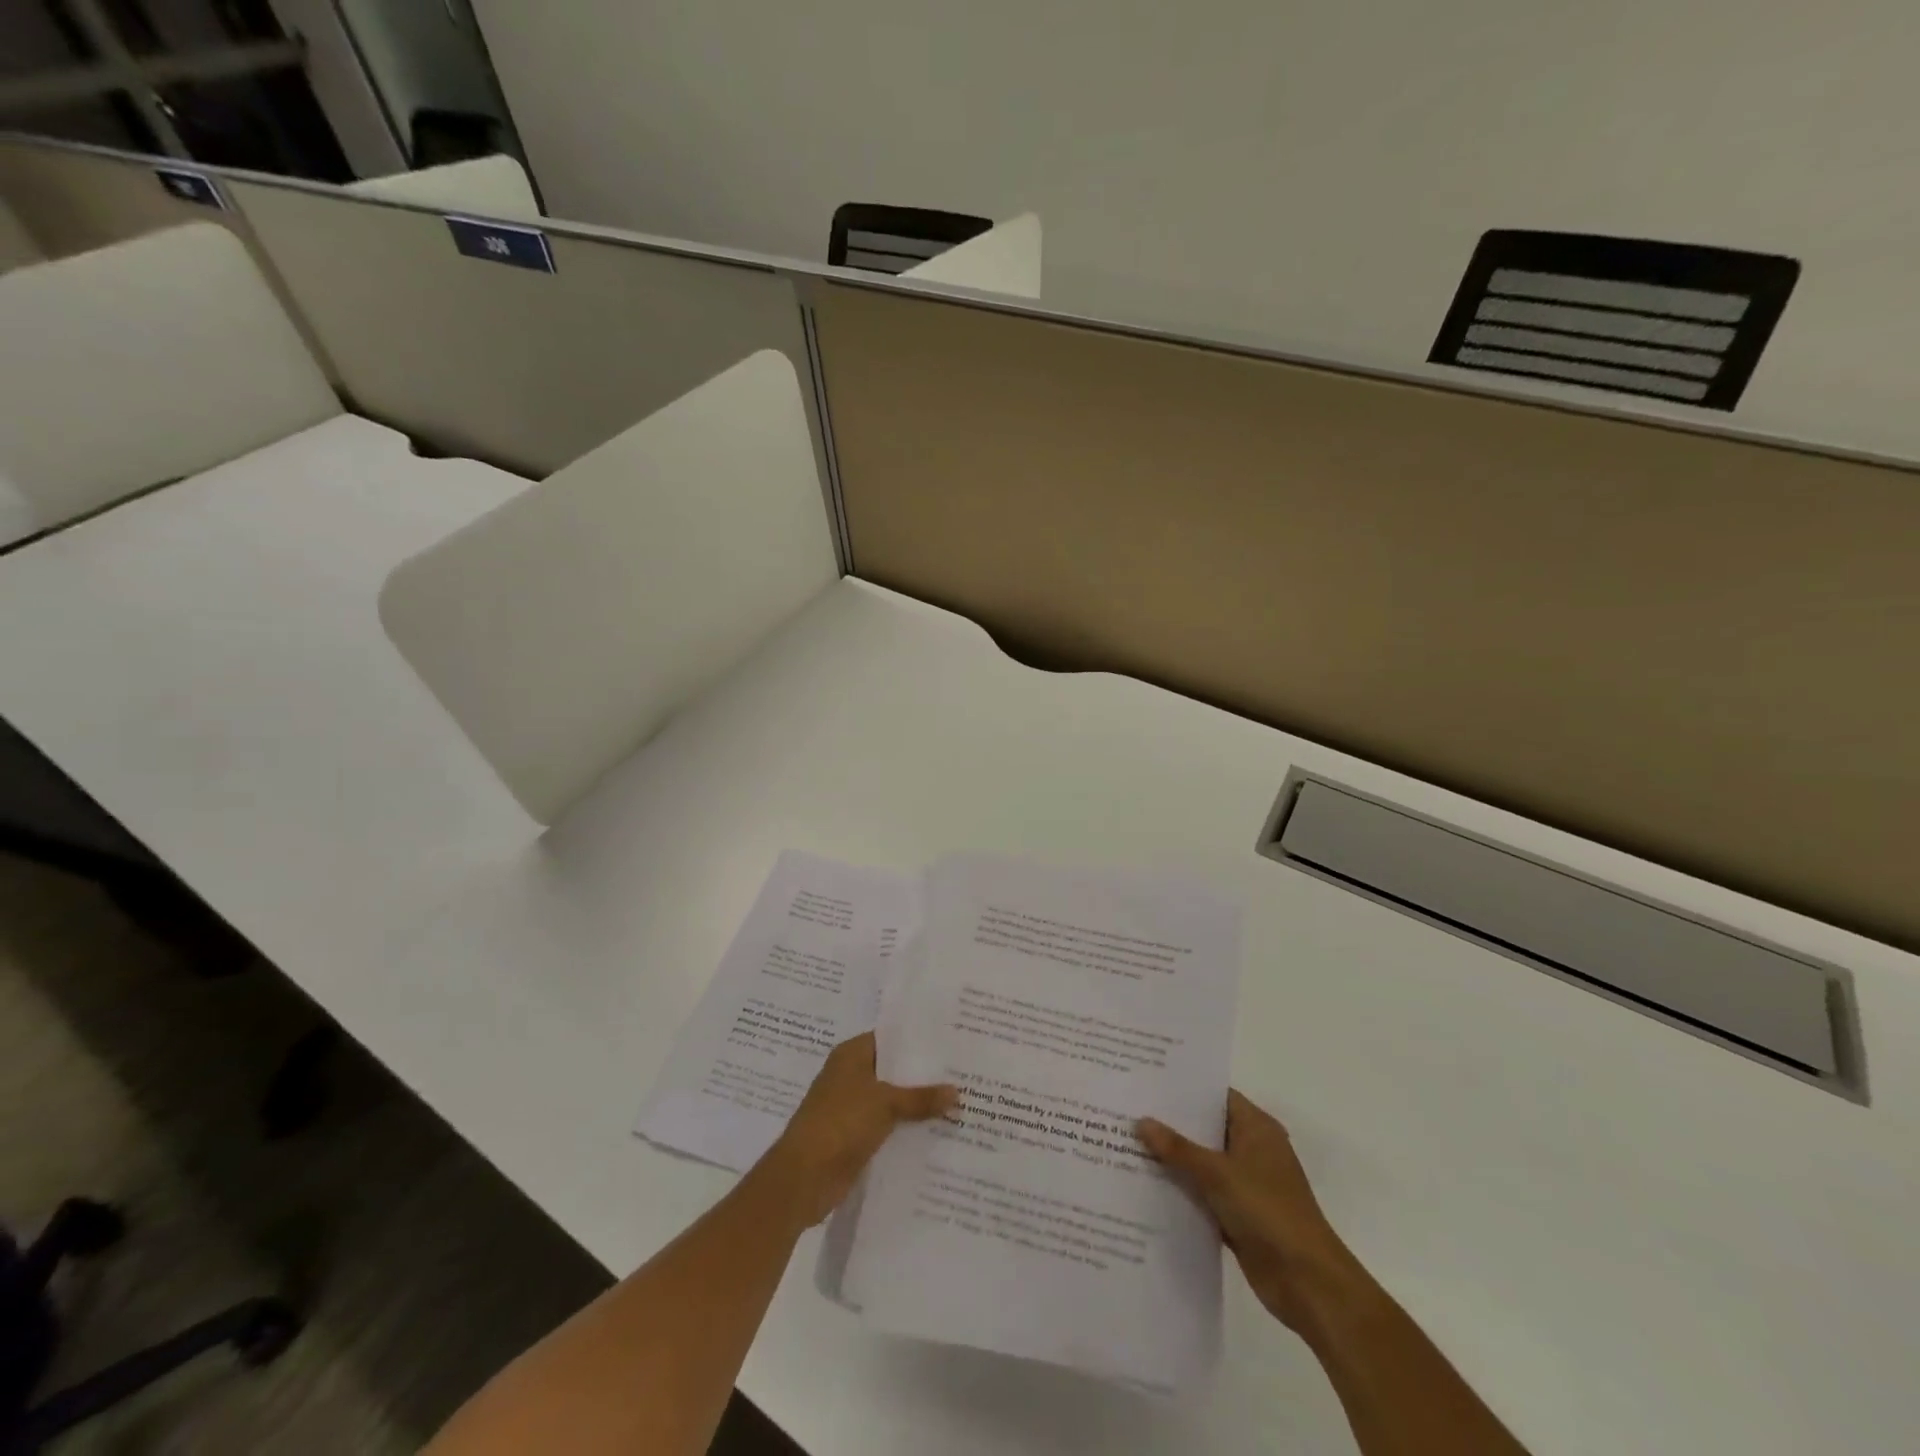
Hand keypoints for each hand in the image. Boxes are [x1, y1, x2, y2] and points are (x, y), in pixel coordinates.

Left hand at [757, 1032, 957, 1227]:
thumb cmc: (840, 1123)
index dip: (918, 1040)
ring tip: (958, 1102)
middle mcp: (850, 1075)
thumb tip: (957, 1091)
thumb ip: (921, 1097)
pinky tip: (937, 1131)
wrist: (803, 1178)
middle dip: (923, 1075)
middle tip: (962, 1072)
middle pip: (893, 1070)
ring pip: (892, 1100)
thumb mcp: (886, 1104)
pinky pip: (887, 1126)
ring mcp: (852, 1107)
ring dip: (917, 1105)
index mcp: (851, 1055)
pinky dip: (907, 1128)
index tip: (950, 1042)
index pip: (890, 1038)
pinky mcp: (855, 1136)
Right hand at [1139, 1091, 1362, 1333]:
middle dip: (1170, 1124)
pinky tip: (1145, 1186)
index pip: (1215, 1096)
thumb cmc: (1267, 1211)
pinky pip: (1203, 1194)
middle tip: (1127, 1110)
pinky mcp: (1238, 1215)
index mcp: (1256, 1128)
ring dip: (1173, 1160)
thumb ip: (1177, 1148)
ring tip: (1126, 1144)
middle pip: (1205, 1129)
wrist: (1307, 1283)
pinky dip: (1181, 1191)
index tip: (1146, 1082)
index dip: (1183, 1089)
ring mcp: (1246, 1184)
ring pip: (1202, 1163)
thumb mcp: (1217, 1173)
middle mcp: (1252, 1149)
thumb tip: (1141, 1121)